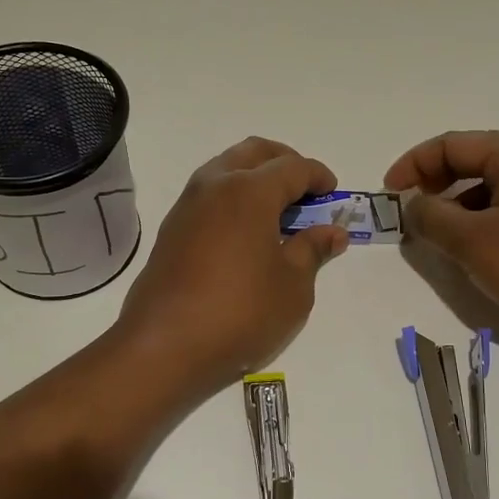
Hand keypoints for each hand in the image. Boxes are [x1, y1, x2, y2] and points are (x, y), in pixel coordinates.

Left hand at [117, 138, 348, 395]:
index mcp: (249, 191)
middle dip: (285, 162)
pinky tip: (247, 232)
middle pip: (255, 152)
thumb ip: (313, 250)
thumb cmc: (241, 313)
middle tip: (306, 191)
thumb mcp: (293, 286)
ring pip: (226, 169)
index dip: (319, 176)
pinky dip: (233, 198)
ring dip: (255, 177)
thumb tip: (332, 232)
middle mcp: (214, 185)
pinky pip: (209, 195)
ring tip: (278, 212)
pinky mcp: (172, 229)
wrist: (164, 346)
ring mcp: (187, 205)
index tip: (334, 193)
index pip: (293, 167)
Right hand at [385, 130, 498, 345]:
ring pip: (485, 191)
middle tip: (407, 212)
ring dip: (452, 207)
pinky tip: (466, 255)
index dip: (414, 164)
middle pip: (469, 162)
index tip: (389, 195)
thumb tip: (411, 204)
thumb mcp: (472, 241)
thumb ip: (431, 217)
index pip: (452, 144)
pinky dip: (475, 226)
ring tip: (432, 237)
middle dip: (432, 183)